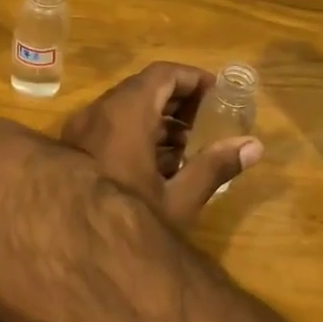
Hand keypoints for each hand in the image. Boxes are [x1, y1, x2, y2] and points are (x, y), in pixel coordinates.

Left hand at [61, 62, 262, 228]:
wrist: (69, 247)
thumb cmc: (128, 219)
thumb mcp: (179, 199)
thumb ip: (215, 167)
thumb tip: (254, 146)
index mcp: (126, 114)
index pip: (163, 75)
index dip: (193, 79)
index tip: (218, 94)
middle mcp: (98, 113)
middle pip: (143, 90)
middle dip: (179, 101)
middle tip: (208, 120)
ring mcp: (81, 131)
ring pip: (125, 110)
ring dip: (158, 120)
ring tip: (189, 146)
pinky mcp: (72, 151)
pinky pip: (109, 128)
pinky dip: (136, 133)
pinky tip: (159, 165)